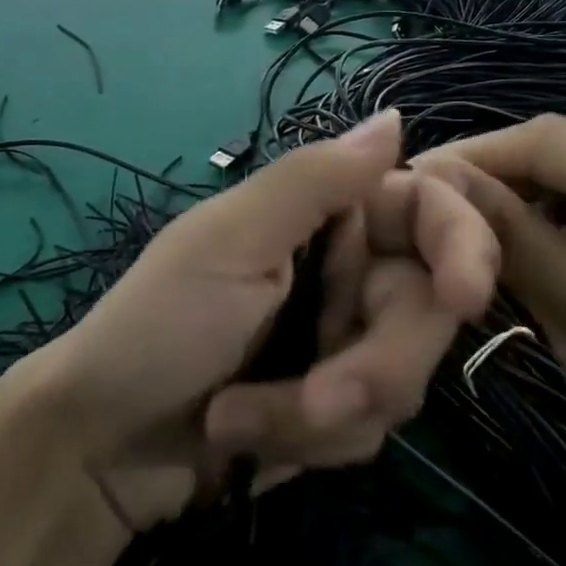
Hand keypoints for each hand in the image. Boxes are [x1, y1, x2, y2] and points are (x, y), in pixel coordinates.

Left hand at [8, 111, 499, 528]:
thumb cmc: (158, 325)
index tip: (464, 297)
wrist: (101, 447)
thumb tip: (394, 118)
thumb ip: (316, 180)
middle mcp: (345, 271)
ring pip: (403, 381)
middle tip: (315, 400)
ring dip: (321, 413)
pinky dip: (309, 444)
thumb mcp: (232, 241)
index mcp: (324, 215)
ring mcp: (343, 342)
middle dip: (374, 366)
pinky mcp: (335, 410)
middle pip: (426, 310)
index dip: (463, 245)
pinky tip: (246, 441)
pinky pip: (370, 431)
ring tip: (238, 419)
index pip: (427, 209)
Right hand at [420, 116, 565, 547]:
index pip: (538, 139)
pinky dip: (541, 238)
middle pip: (549, 160)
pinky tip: (507, 261)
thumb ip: (501, 229)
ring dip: (509, 214)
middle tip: (422, 218)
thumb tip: (429, 173)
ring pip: (560, 192)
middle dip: (486, 188)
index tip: (402, 183)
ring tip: (455, 240)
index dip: (466, 157)